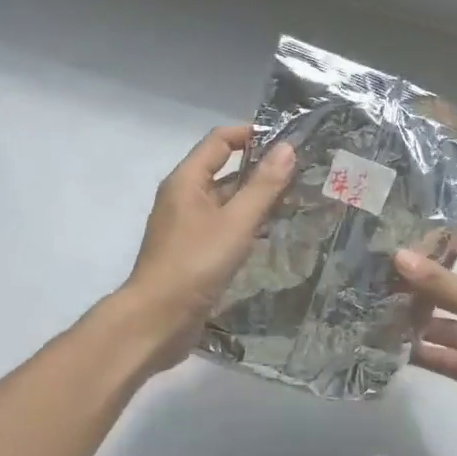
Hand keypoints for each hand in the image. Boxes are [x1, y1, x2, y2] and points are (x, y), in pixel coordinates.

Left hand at [122, 124, 294, 371]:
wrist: (157, 320)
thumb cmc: (195, 263)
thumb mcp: (236, 222)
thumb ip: (263, 186)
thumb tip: (287, 148)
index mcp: (186, 180)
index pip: (220, 140)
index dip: (251, 135)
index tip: (287, 143)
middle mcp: (183, 196)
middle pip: (223, 169)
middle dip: (259, 169)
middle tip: (300, 173)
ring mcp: (186, 225)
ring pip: (225, 200)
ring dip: (255, 198)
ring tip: (295, 200)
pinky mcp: (192, 250)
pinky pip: (222, 225)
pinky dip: (245, 223)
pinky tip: (271, 233)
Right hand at [395, 233, 456, 455]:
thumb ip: (440, 282)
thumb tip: (399, 254)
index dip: (440, 235)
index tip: (399, 228)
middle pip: (452, 284)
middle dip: (418, 280)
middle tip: (374, 270)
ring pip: (445, 323)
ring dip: (416, 318)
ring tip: (373, 309)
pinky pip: (445, 356)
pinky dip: (423, 352)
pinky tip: (390, 347)